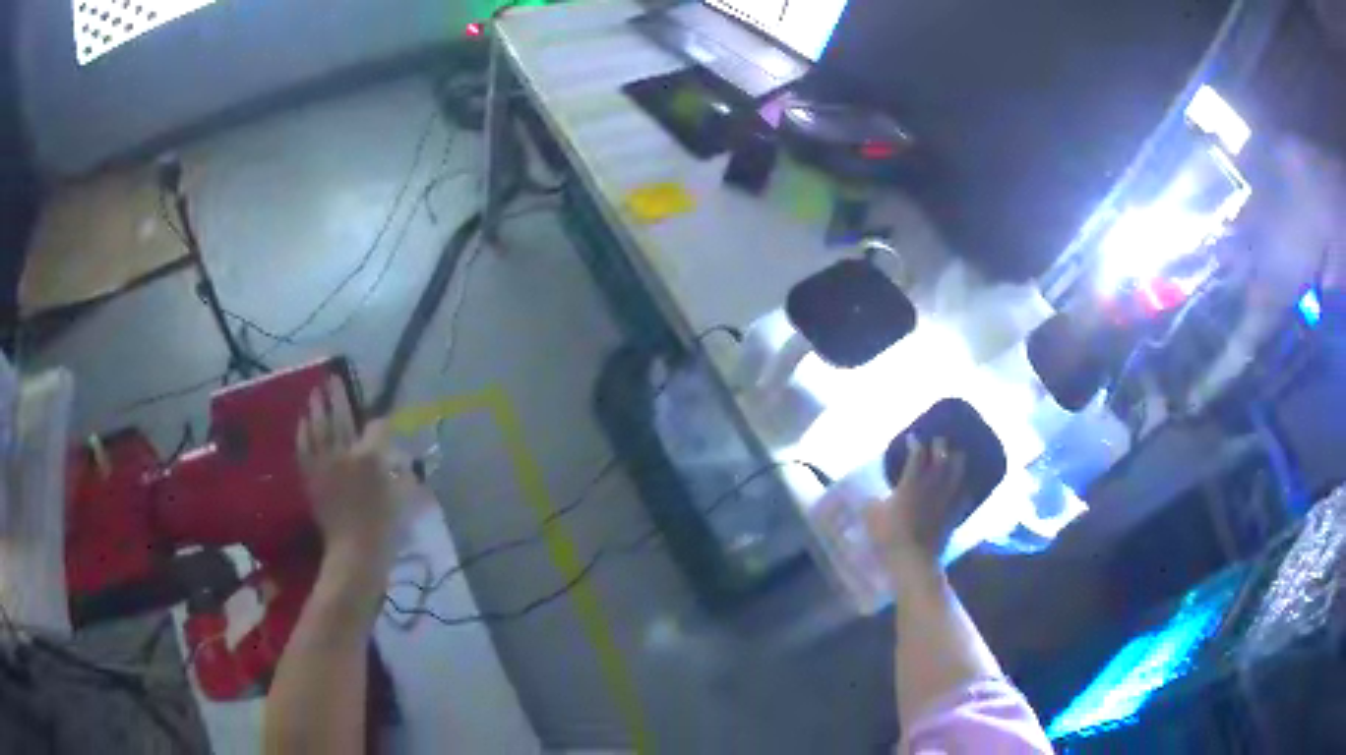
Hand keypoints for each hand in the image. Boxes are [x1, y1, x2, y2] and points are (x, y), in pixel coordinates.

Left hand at [296, 376, 401, 569]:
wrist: (354, 554)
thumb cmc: (385, 529)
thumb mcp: (404, 501)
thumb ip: (405, 475)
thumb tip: (403, 459)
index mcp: (370, 458)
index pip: (377, 427)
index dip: (382, 421)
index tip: (384, 420)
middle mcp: (344, 454)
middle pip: (341, 417)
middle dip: (338, 396)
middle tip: (332, 378)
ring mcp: (323, 464)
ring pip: (318, 428)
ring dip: (316, 408)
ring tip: (315, 392)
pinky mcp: (311, 477)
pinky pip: (304, 448)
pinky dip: (303, 433)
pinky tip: (302, 422)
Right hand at [864, 437, 965, 572]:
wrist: (913, 559)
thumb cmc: (889, 535)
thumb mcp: (871, 516)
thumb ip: (871, 502)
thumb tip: (870, 497)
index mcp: (912, 482)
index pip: (917, 455)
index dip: (915, 443)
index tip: (912, 438)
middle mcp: (932, 485)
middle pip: (942, 458)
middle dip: (940, 446)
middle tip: (939, 441)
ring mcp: (946, 499)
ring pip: (958, 473)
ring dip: (958, 462)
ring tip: (957, 456)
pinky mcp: (953, 514)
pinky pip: (964, 496)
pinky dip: (965, 488)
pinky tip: (964, 487)